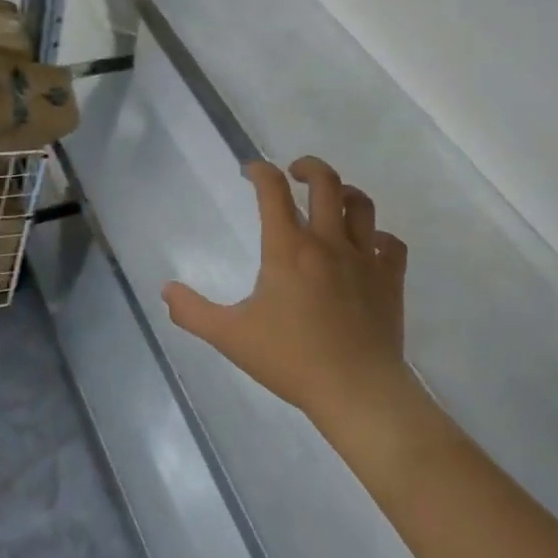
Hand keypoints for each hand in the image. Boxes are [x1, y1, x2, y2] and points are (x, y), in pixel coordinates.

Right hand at [163, 157, 408, 428]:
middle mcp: (328, 242)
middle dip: (308, 167)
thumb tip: (166, 291)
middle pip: (326, 182)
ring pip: (362, 205)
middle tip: (294, 173)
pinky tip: (369, 247)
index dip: (260, 170)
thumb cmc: (290, 359)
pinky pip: (392, 244)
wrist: (357, 390)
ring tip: (333, 199)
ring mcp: (365, 259)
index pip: (273, 190)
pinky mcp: (390, 280)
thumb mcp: (230, 337)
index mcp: (288, 248)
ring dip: (345, 193)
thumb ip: (193, 312)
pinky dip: (380, 237)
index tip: (251, 170)